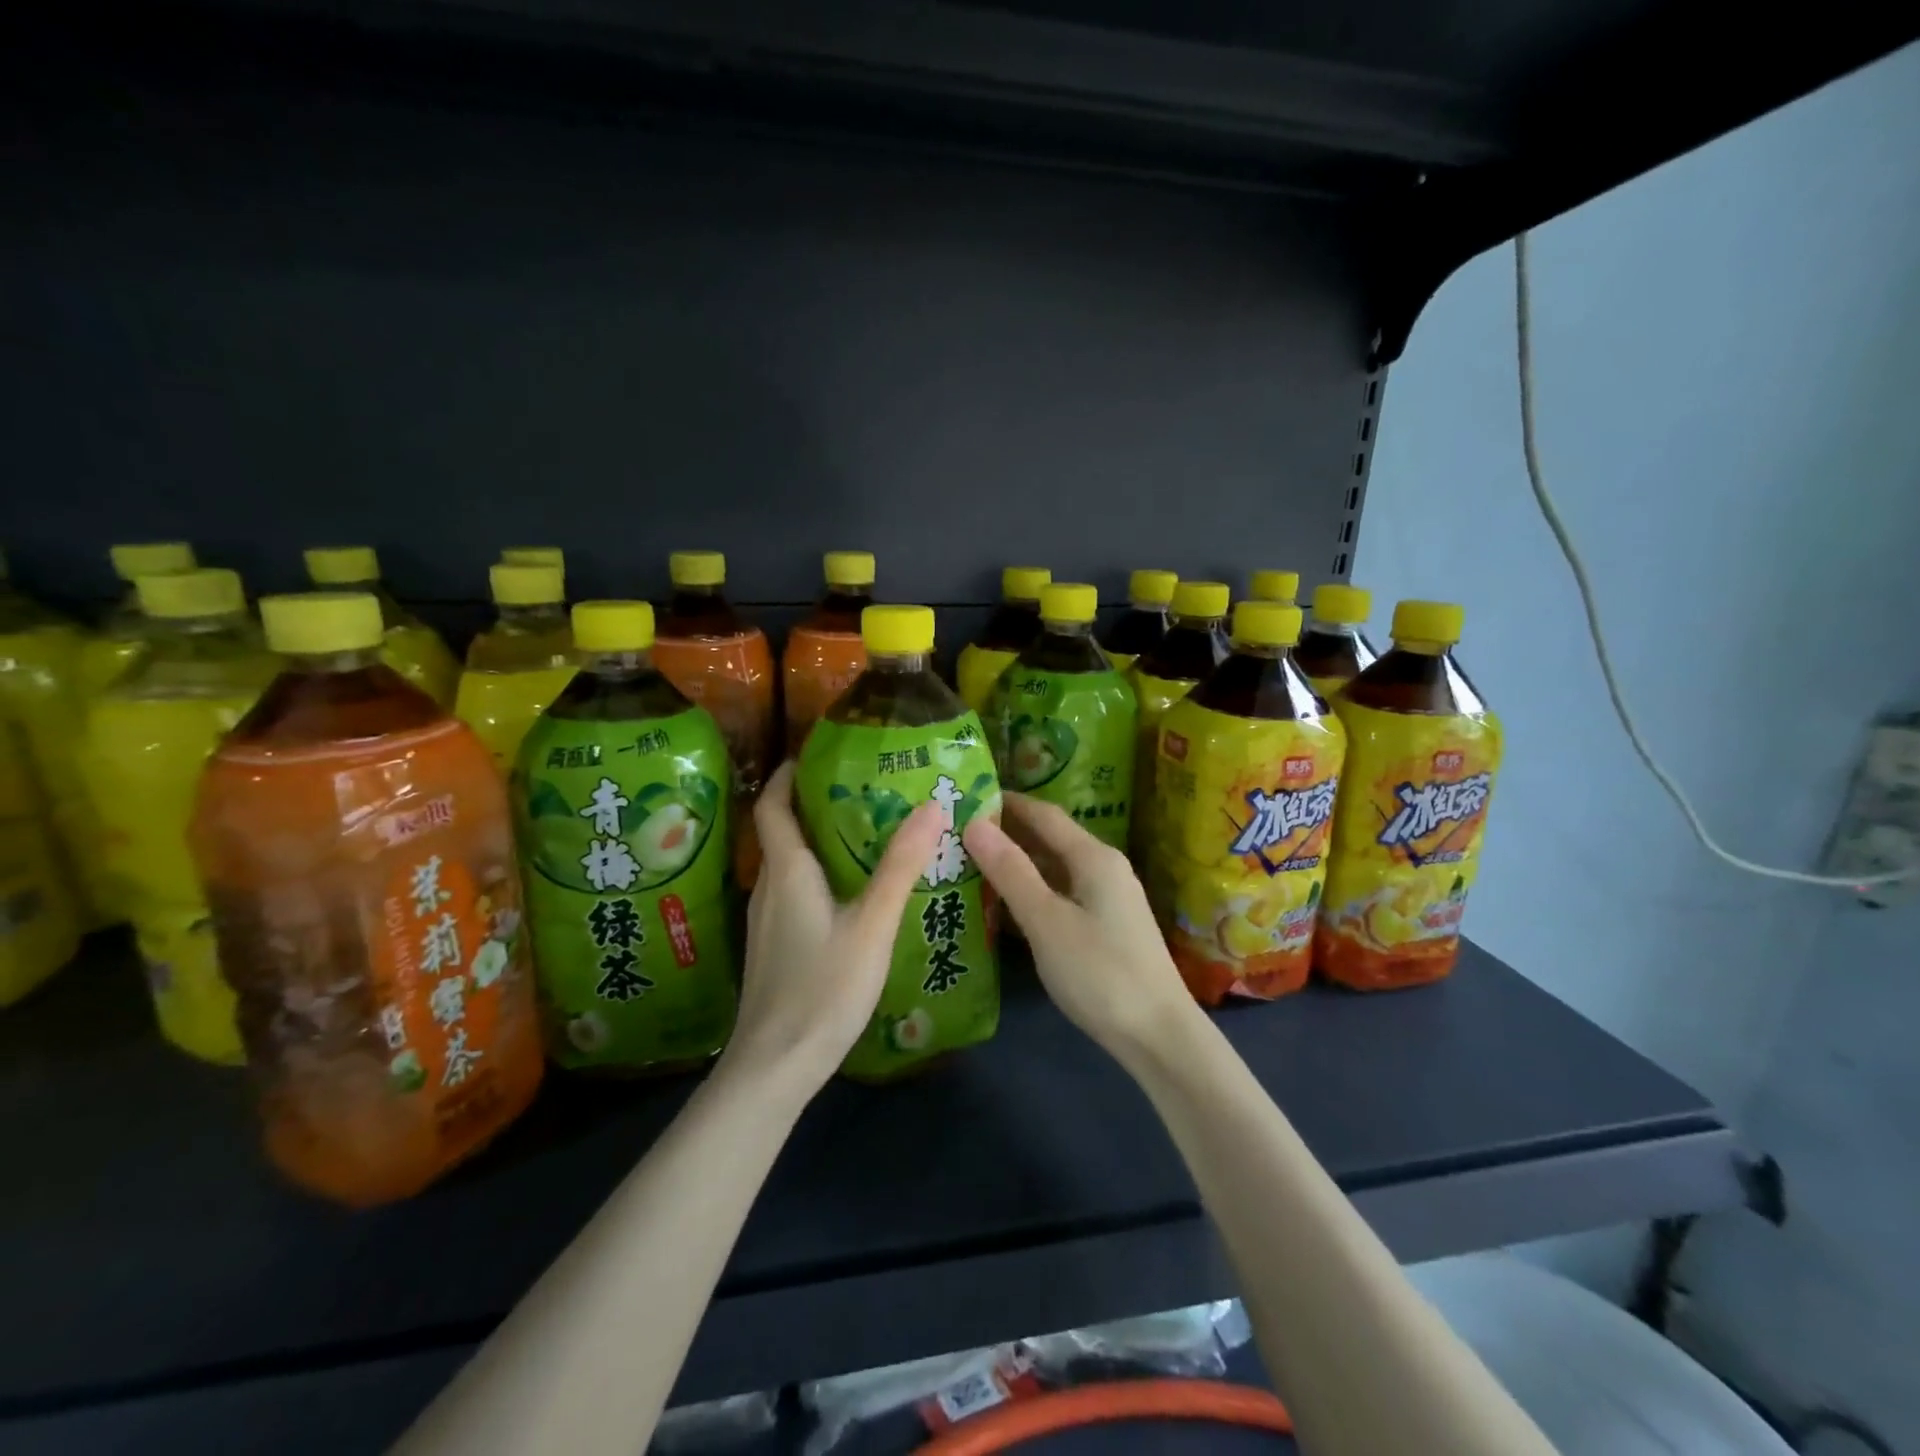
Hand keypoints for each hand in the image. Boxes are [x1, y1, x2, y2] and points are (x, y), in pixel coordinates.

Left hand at [721, 760, 946, 1098]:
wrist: (774, 1066)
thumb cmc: (824, 988)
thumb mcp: (872, 924)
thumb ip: (900, 866)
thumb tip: (931, 806)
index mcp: (788, 871)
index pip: (773, 806)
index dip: (787, 775)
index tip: (813, 754)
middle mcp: (769, 888)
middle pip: (781, 831)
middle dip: (810, 804)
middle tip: (858, 788)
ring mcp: (766, 921)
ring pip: (787, 865)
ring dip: (815, 841)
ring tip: (860, 833)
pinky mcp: (773, 947)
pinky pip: (791, 892)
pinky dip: (815, 875)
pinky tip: (847, 893)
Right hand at [962, 794, 1198, 1058]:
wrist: (1158, 1036)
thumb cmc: (1100, 973)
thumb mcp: (1046, 921)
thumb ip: (1010, 871)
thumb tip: (974, 823)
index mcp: (1093, 857)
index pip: (1043, 814)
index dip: (1006, 803)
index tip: (966, 798)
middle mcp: (1103, 868)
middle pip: (1049, 839)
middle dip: (1006, 833)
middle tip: (957, 833)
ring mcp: (1107, 899)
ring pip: (1053, 870)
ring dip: (1016, 865)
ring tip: (969, 864)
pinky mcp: (1105, 927)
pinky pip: (1061, 895)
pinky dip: (1031, 893)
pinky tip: (1003, 905)